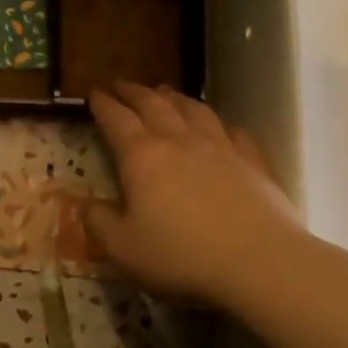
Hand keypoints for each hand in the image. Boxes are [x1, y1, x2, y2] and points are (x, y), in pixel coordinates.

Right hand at [86, 83, 305, 307]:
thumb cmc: (182, 256)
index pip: (116, 120)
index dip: (103, 104)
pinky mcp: (254, 162)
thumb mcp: (123, 248)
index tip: (94, 92)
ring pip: (194, 110)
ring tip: (165, 93)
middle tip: (122, 85)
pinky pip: (234, 132)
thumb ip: (100, 223)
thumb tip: (87, 205)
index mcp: (142, 157)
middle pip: (154, 105)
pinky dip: (221, 124)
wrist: (260, 262)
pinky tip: (221, 127)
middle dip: (134, 92)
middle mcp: (180, 141)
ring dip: (176, 98)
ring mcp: (221, 148)